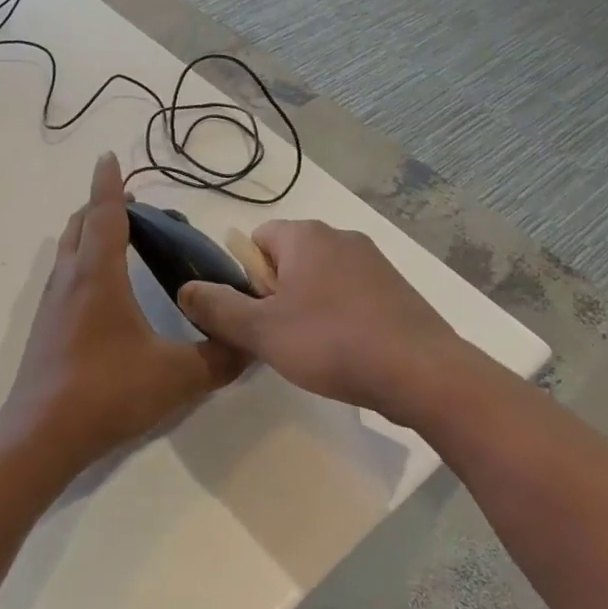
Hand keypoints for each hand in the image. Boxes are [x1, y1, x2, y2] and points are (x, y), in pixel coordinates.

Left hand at [3, 153, 244, 467]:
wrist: (41, 434)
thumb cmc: (107, 391)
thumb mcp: (176, 377)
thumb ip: (219, 358)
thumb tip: (252, 344)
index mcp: (98, 274)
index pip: (104, 213)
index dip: (109, 183)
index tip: (109, 156)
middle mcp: (70, 277)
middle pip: (80, 224)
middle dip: (102, 206)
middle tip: (135, 210)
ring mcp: (53, 301)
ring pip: (69, 248)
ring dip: (90, 233)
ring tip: (122, 241)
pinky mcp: (46, 324)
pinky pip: (65, 273)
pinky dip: (83, 260)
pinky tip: (105, 290)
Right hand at [177, 219, 473, 421]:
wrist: (423, 373)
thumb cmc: (332, 343)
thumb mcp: (261, 331)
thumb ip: (216, 307)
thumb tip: (184, 288)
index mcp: (305, 235)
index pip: (256, 240)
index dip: (248, 279)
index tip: (259, 316)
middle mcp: (340, 236)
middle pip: (288, 259)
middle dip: (278, 294)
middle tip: (283, 337)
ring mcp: (374, 261)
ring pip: (320, 278)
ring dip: (309, 307)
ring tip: (317, 350)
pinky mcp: (397, 288)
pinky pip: (351, 294)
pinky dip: (342, 316)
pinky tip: (349, 351)